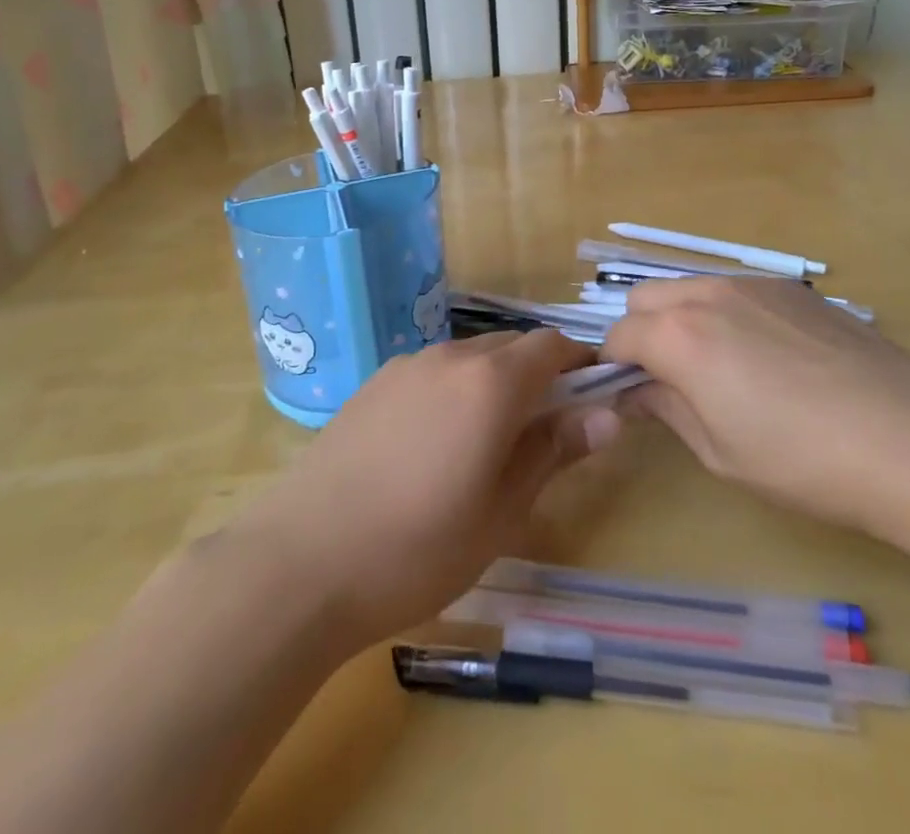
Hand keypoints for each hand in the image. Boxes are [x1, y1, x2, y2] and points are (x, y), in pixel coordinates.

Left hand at [221, 330, 621, 651]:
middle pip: (512, 346)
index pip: (552, 346)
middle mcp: (451, 357)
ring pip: (470, 357)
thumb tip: (609, 415)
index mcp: (491, 382)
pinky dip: (454, 389)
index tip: (591, 399)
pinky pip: (433, 371)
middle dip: (538, 375)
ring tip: (488, 442)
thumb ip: (555, 451)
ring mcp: (407, 366)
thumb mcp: (502, 511)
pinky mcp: (373, 384)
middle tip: (543, 432)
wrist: (300, 562)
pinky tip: (435, 444)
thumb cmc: (418, 547)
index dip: (579, 365)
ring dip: (495, 382)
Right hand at [602, 277, 909, 554]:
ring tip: (724, 368)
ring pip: (692, 288)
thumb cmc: (803, 459)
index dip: (615, 367)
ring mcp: (755, 284)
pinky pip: (738, 291)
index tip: (631, 397)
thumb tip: (639, 390)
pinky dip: (728, 313)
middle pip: (646, 298)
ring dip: (684, 318)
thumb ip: (667, 409)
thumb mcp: (720, 451)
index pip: (618, 336)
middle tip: (672, 380)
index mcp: (678, 336)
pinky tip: (773, 359)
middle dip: (643, 333)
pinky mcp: (795, 288)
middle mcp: (708, 294)